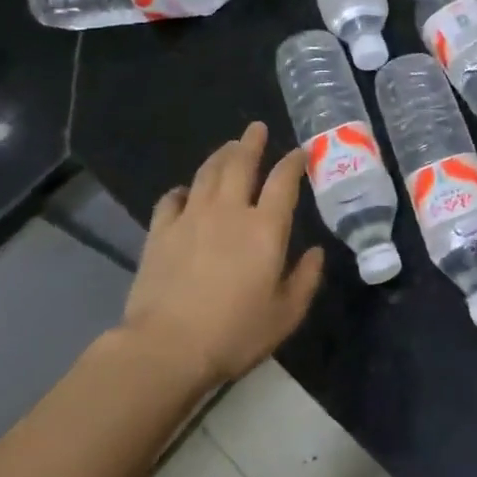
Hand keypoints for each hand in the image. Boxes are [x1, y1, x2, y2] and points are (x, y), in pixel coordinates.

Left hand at [122, 122, 323, 386]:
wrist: (167, 348)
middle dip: (252, 143)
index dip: (293, 162)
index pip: (283, 181)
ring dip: (221, 156)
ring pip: (207, 173)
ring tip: (229, 147)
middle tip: (257, 128)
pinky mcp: (160, 233)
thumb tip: (316, 253)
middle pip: (241, 164)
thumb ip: (305, 279)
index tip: (300, 152)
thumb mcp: (286, 314)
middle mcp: (230, 211)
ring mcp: (191, 218)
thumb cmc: (235, 333)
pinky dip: (182, 190)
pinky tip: (186, 192)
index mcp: (266, 228)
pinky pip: (171, 199)